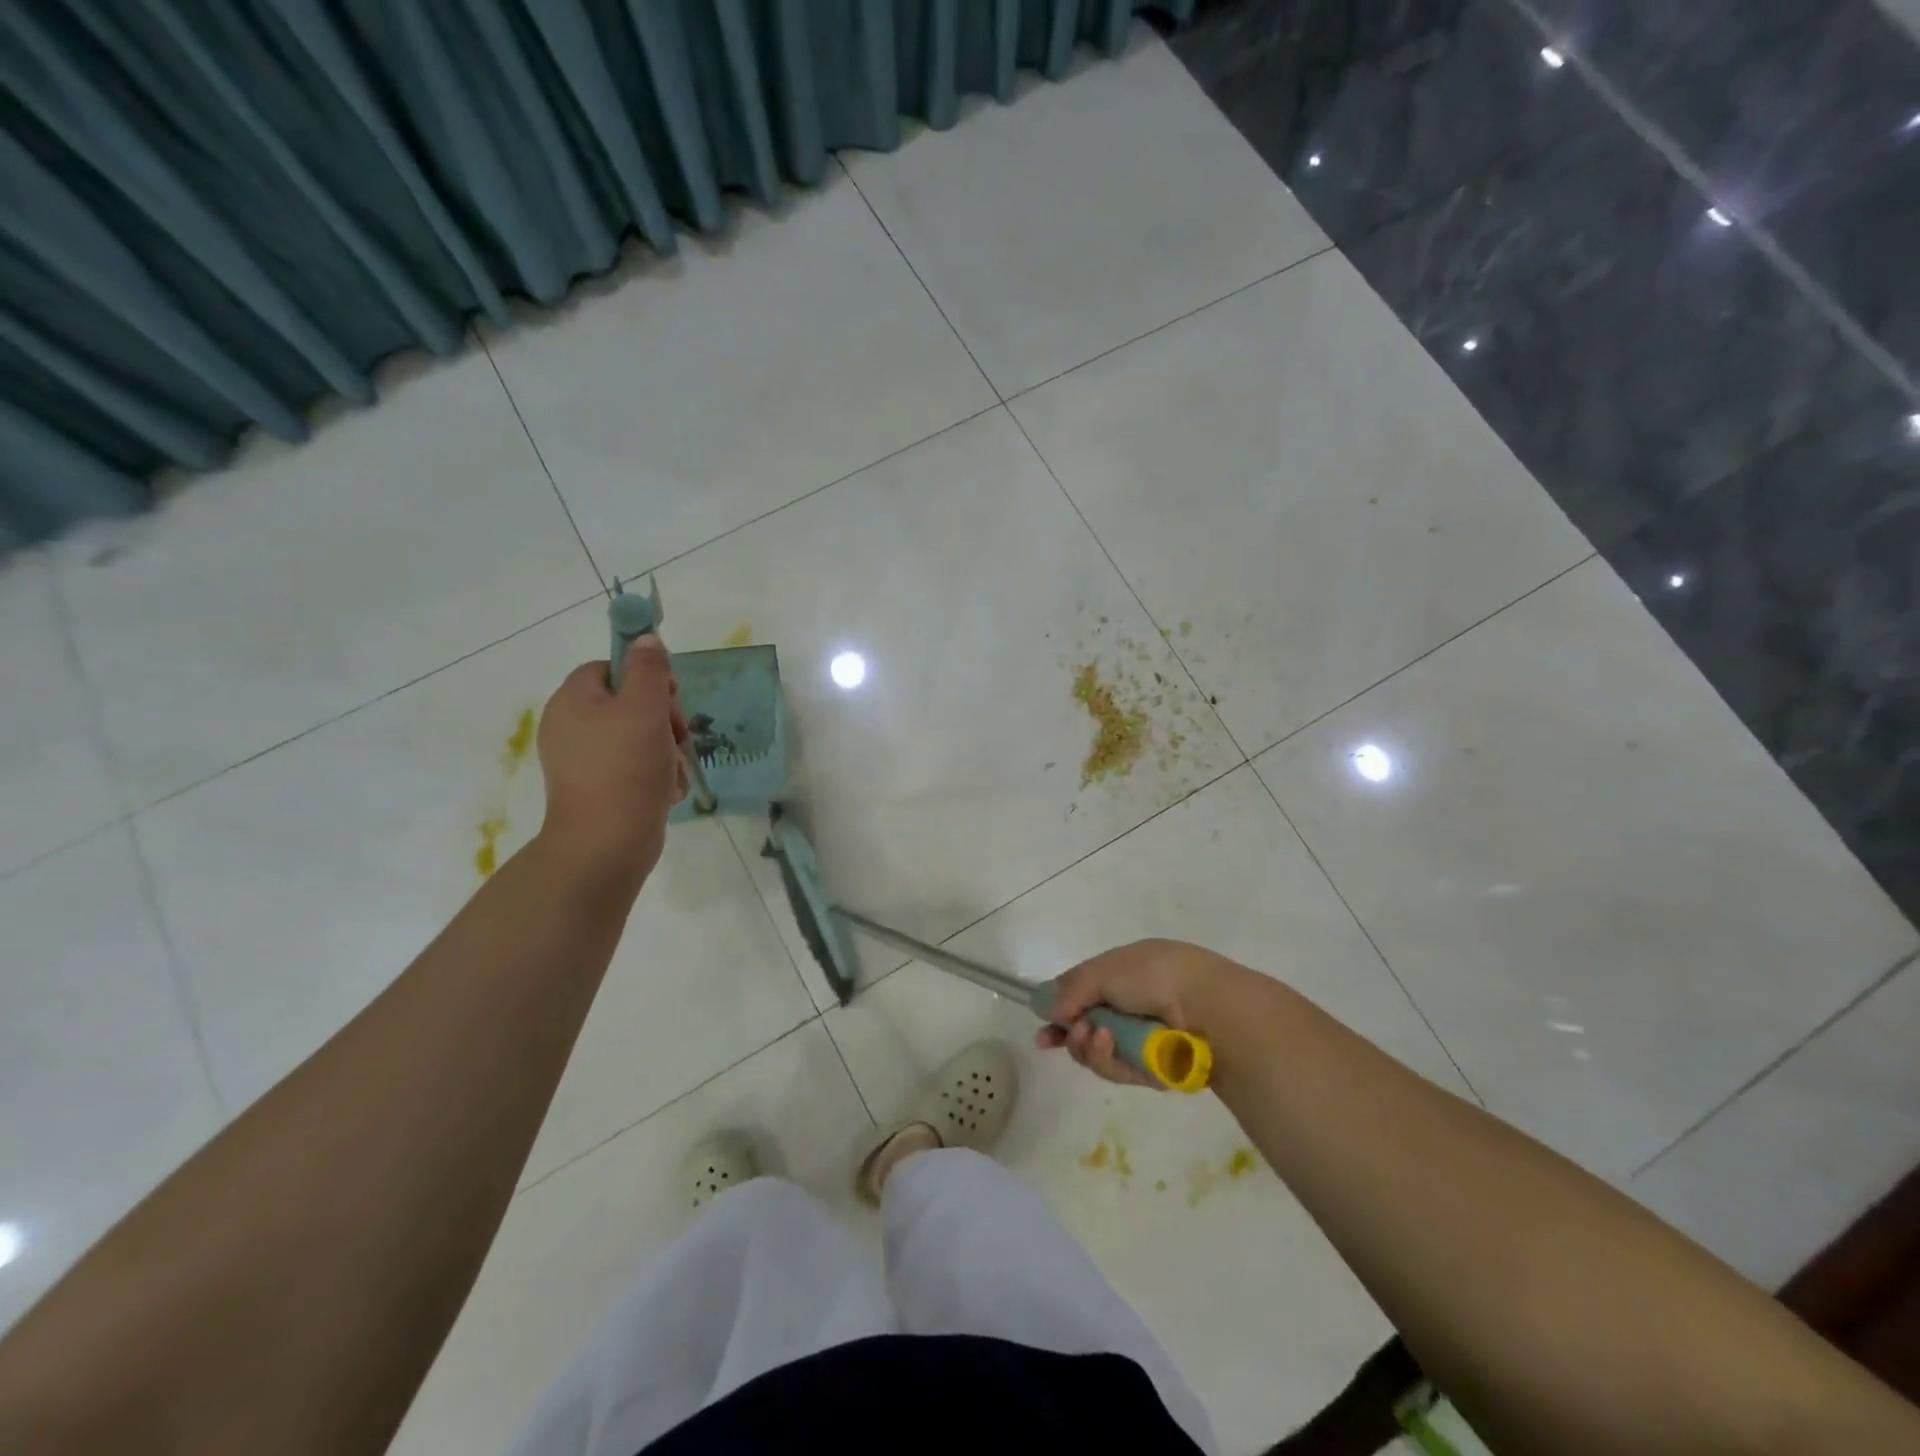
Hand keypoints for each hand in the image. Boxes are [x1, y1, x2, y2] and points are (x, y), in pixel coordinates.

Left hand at [535, 635, 688, 883]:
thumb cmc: (625, 769)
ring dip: (666, 752)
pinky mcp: (600, 790)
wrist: (607, 845)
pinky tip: (665, 792)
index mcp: (573, 701)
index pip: (610, 668)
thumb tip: (646, 638)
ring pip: (640, 739)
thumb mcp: (645, 708)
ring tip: (670, 773)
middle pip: (630, 704)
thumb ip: (649, 669)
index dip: (645, 676)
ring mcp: (584, 763)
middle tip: (677, 737)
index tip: (671, 695)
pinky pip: (635, 769)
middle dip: (663, 720)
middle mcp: (572, 728)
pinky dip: (656, 777)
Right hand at [1039, 939, 1256, 1087]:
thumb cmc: (1153, 976)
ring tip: (1097, 1037)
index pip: (1083, 995)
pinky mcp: (1154, 1070)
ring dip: (1090, 1047)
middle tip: (1072, 1033)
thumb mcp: (1104, 970)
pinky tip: (1112, 1046)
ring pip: (1100, 1055)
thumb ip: (1071, 988)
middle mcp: (1132, 1006)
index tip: (1043, 1032)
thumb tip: (1047, 1007)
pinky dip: (1111, 1060)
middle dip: (1073, 1035)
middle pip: (1087, 1030)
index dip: (1059, 1013)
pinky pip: (1120, 1071)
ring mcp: (1143, 1039)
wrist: (1206, 1007)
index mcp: (1124, 974)